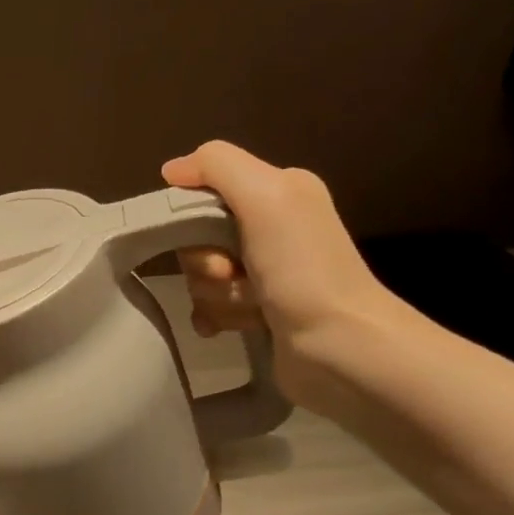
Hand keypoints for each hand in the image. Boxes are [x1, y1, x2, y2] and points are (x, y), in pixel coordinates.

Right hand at [161, 141, 414, 413]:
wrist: (342, 349)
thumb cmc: (303, 269)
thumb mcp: (266, 196)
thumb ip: (217, 165)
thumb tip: (171, 169)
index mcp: (278, 191)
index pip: (205, 189)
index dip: (193, 214)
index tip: (207, 236)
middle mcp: (273, 226)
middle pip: (198, 236)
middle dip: (204, 261)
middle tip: (230, 275)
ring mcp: (265, 272)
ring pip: (202, 274)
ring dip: (215, 294)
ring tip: (249, 308)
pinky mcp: (258, 310)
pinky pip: (209, 305)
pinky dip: (214, 316)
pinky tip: (228, 328)